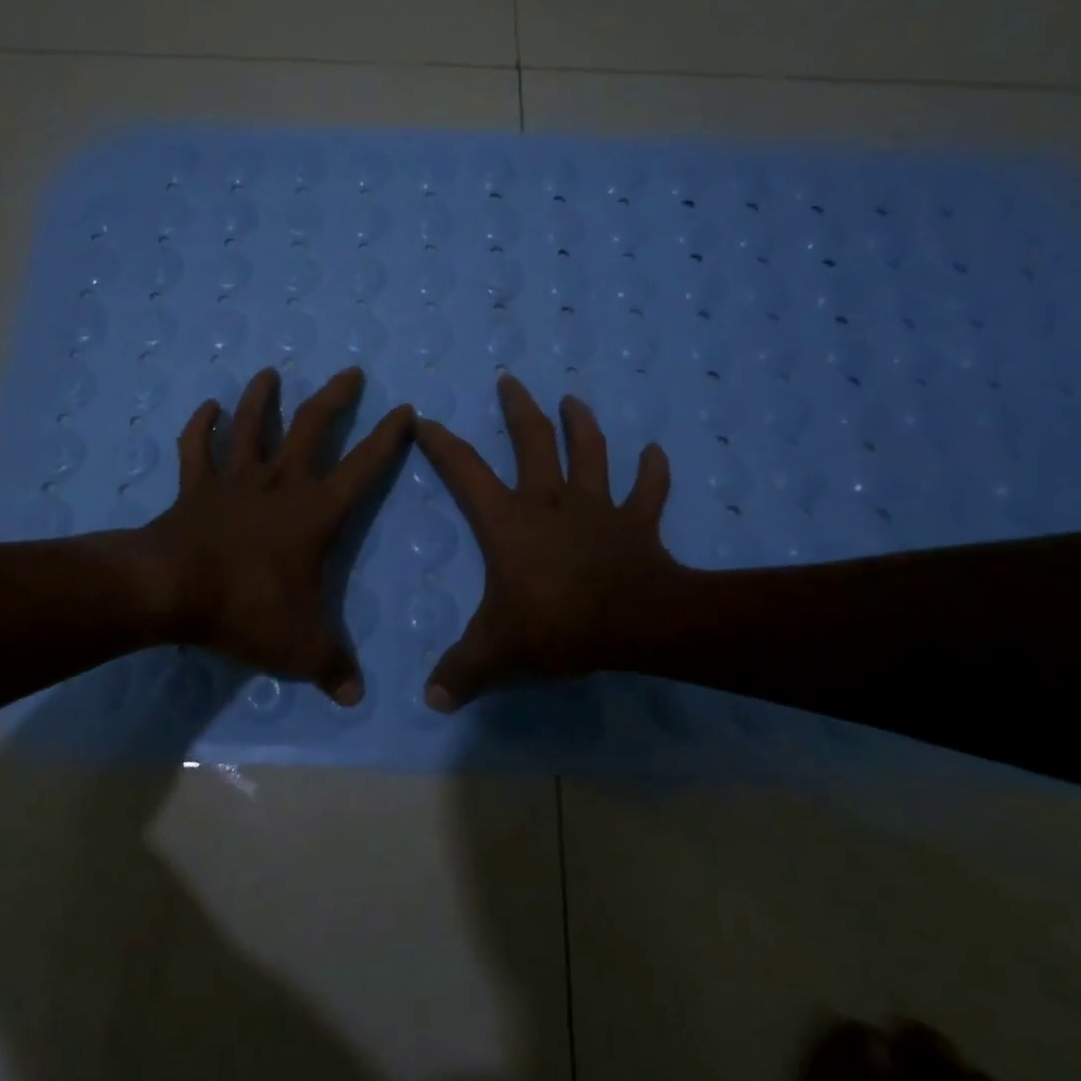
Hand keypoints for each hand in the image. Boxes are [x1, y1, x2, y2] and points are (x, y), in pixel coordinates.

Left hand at [140, 366, 412, 705]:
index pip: (363, 468)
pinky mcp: (195, 486)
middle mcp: (279, 483)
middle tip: (350, 372)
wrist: (171, 590)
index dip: (388, 439)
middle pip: (311, 427)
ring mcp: (234, 480)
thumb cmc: (245, 609)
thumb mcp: (300, 648)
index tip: (406, 410)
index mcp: (314, 513)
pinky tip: (206, 407)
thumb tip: (357, 696)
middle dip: (335, 397)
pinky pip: (196, 448)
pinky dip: (200, 426)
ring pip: (251, 425)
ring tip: (270, 373)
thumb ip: (333, 668)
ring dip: (261, 398)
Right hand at [415, 375, 679, 709]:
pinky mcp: (637, 523)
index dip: (441, 444)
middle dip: (518, 410)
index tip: (424, 419)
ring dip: (582, 425)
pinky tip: (655, 452)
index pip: (465, 471)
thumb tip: (429, 700)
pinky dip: (652, 471)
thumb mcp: (498, 651)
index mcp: (509, 521)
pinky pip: (648, 491)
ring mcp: (597, 507)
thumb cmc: (559, 624)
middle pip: (533, 442)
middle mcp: (550, 501)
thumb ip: (461, 672)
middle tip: (510, 380)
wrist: (636, 624)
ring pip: (590, 453)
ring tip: (573, 400)